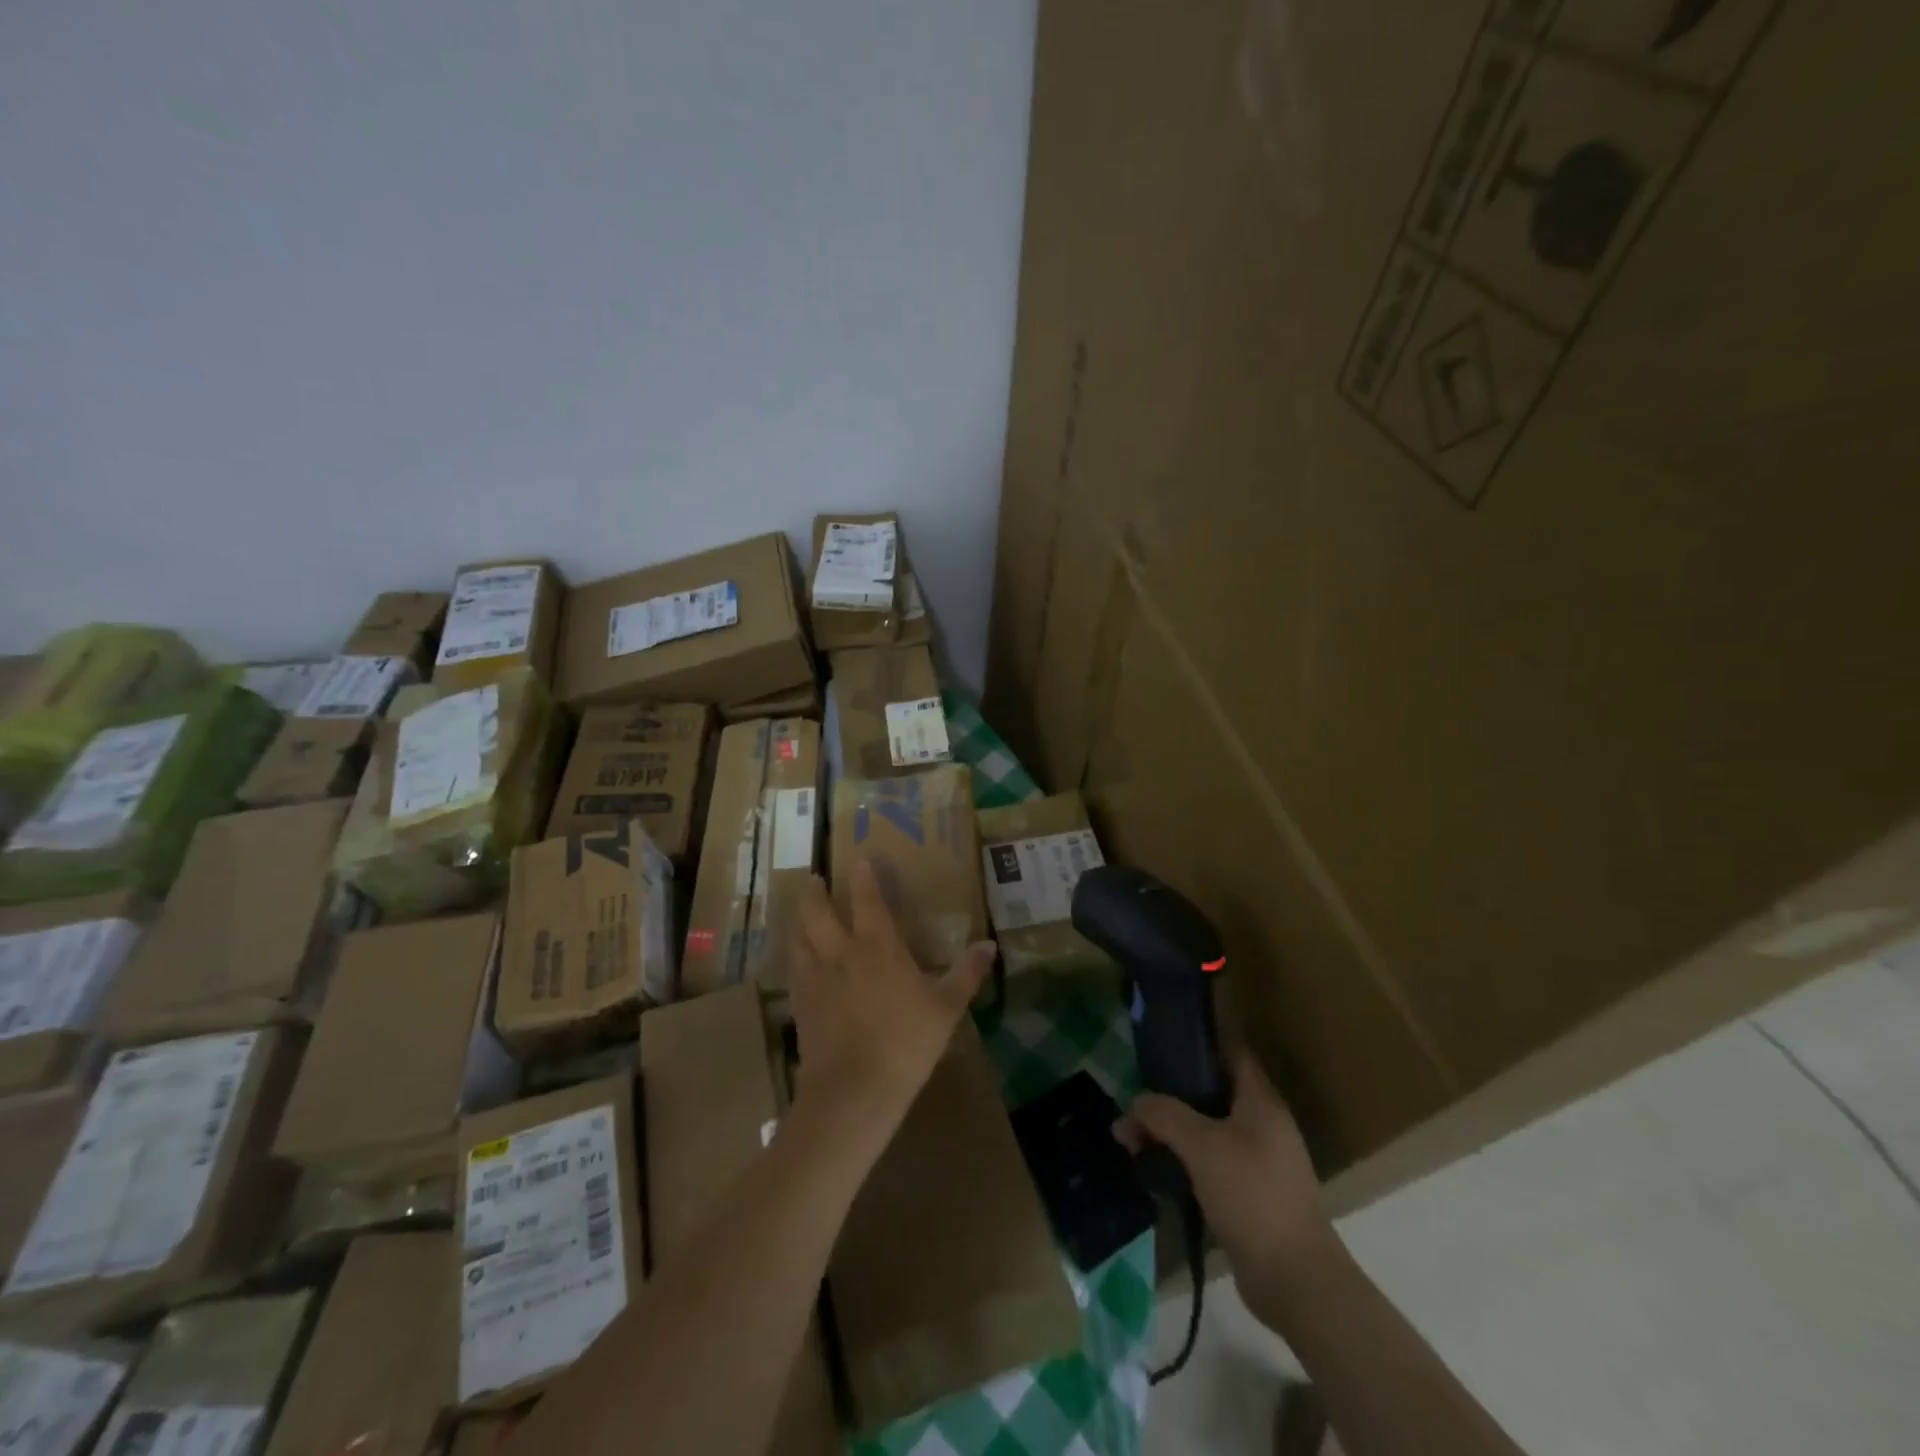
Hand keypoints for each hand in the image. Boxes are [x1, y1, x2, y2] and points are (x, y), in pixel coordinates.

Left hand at [791, 861, 993, 1117]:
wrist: (855, 1089)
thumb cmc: (906, 1042)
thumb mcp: (947, 1008)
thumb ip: (966, 973)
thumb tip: (989, 944)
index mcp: (877, 946)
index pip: (867, 900)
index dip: (863, 878)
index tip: (858, 860)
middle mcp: (841, 953)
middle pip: (817, 912)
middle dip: (815, 892)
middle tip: (814, 879)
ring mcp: (815, 979)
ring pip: (797, 937)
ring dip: (797, 919)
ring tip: (799, 912)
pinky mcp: (800, 1005)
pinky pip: (792, 971)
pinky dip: (792, 957)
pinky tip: (796, 961)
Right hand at [1117, 1051, 1337, 1312]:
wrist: (1296, 1281)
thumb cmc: (1252, 1195)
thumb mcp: (1202, 1146)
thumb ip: (1165, 1115)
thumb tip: (1135, 1102)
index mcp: (1261, 1102)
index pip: (1232, 1053)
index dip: (1200, 1043)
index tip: (1162, 1043)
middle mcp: (1263, 1126)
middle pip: (1210, 1094)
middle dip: (1170, 1096)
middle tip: (1134, 1103)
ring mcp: (1259, 1162)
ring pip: (1206, 1131)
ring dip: (1171, 1133)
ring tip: (1131, 1141)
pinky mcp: (1250, 1196)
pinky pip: (1210, 1164)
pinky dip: (1183, 1161)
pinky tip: (1154, 1170)